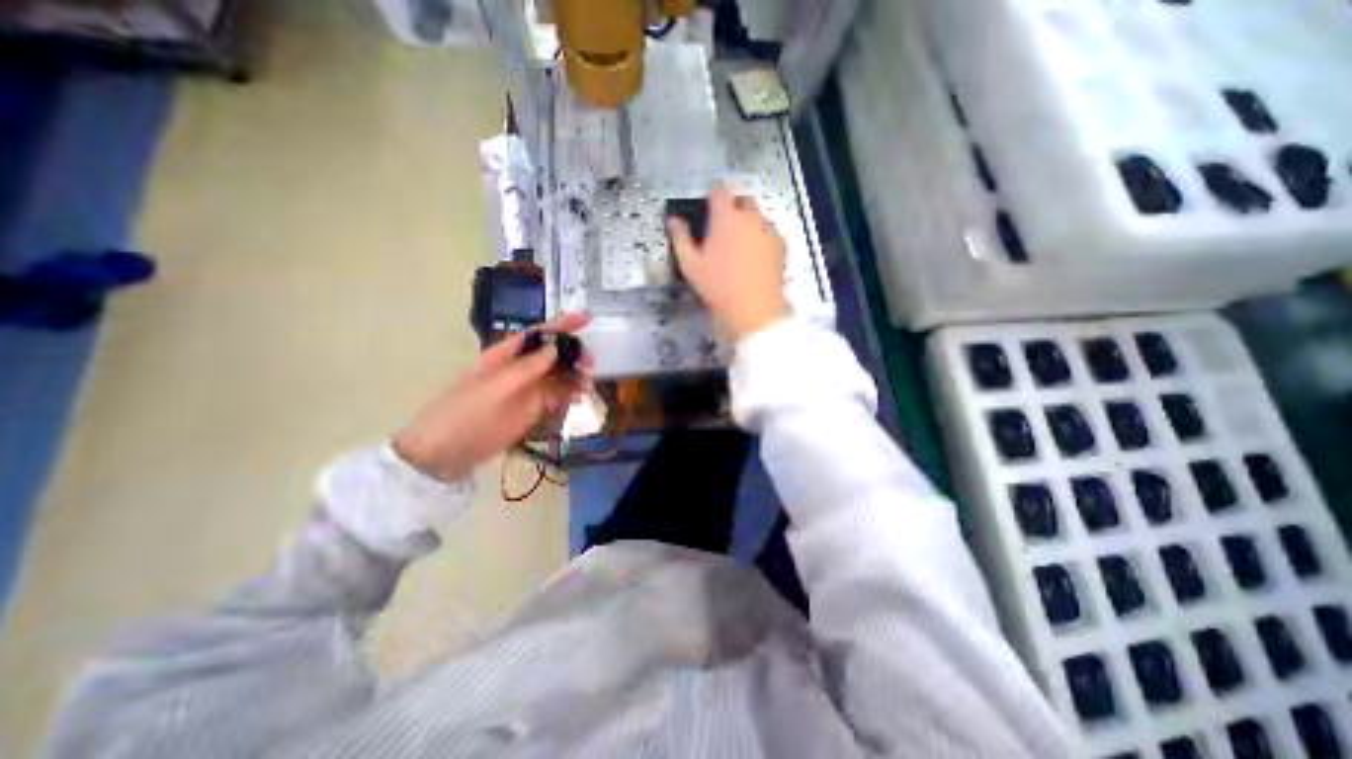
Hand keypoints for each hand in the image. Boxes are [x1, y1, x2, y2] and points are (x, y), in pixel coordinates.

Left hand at [391, 313, 593, 479]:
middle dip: (574, 355)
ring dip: (575, 377)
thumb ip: (528, 368)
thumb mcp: (496, 387)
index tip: (587, 318)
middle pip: (554, 354)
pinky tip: (579, 399)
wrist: (446, 453)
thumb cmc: (466, 413)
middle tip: (590, 366)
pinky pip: (557, 397)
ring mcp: (528, 390)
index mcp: (507, 355)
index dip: (563, 325)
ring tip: (587, 386)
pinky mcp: (533, 409)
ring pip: (559, 376)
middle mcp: (521, 369)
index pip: (539, 334)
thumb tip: (556, 348)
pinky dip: (571, 395)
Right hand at [667, 184, 795, 340]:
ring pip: (758, 216)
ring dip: (749, 222)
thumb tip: (674, 221)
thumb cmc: (718, 286)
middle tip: (723, 228)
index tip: (708, 208)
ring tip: (739, 246)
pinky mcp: (782, 245)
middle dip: (733, 207)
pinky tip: (755, 256)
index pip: (719, 191)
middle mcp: (750, 217)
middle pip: (743, 199)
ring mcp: (769, 230)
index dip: (712, 196)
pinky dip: (762, 237)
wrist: (753, 308)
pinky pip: (770, 232)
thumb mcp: (690, 264)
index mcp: (726, 218)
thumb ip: (680, 238)